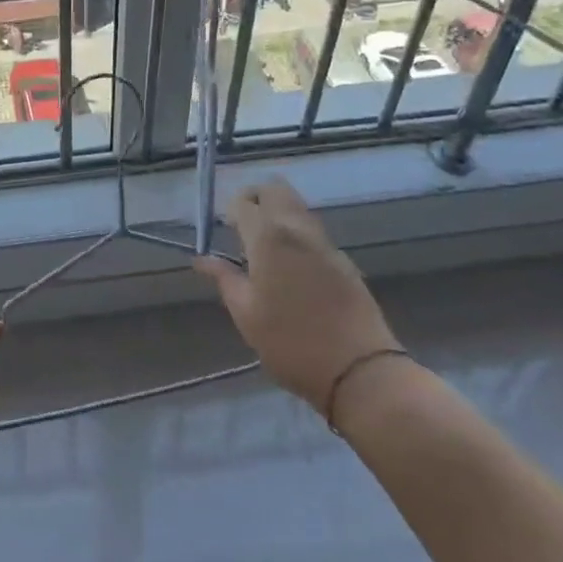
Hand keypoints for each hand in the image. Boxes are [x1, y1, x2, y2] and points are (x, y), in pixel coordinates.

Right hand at [194, 178, 397, 408]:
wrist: (360, 371)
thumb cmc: (291, 343)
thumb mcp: (246, 314)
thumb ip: (224, 279)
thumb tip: (202, 259)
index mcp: (269, 238)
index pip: (244, 202)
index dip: (230, 210)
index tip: (224, 230)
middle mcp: (298, 230)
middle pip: (277, 190)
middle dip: (256, 198)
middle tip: (243, 226)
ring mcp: (326, 244)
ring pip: (298, 208)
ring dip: (279, 213)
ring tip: (266, 247)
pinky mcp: (344, 261)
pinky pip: (314, 232)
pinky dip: (298, 234)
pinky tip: (292, 267)